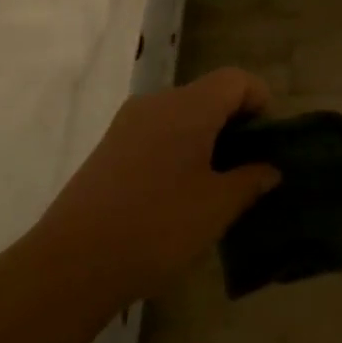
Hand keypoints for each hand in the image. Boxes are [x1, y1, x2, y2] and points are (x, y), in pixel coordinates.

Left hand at [36, 68, 279, 304]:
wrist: (73, 262)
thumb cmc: (158, 227)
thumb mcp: (216, 208)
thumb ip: (249, 181)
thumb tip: (268, 169)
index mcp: (189, 107)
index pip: (236, 80)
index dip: (260, 102)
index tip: (266, 145)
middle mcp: (157, 103)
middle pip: (209, 94)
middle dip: (235, 125)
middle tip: (247, 170)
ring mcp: (128, 123)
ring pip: (182, 115)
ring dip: (206, 139)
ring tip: (215, 186)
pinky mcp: (110, 147)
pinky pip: (157, 133)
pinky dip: (178, 149)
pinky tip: (178, 194)